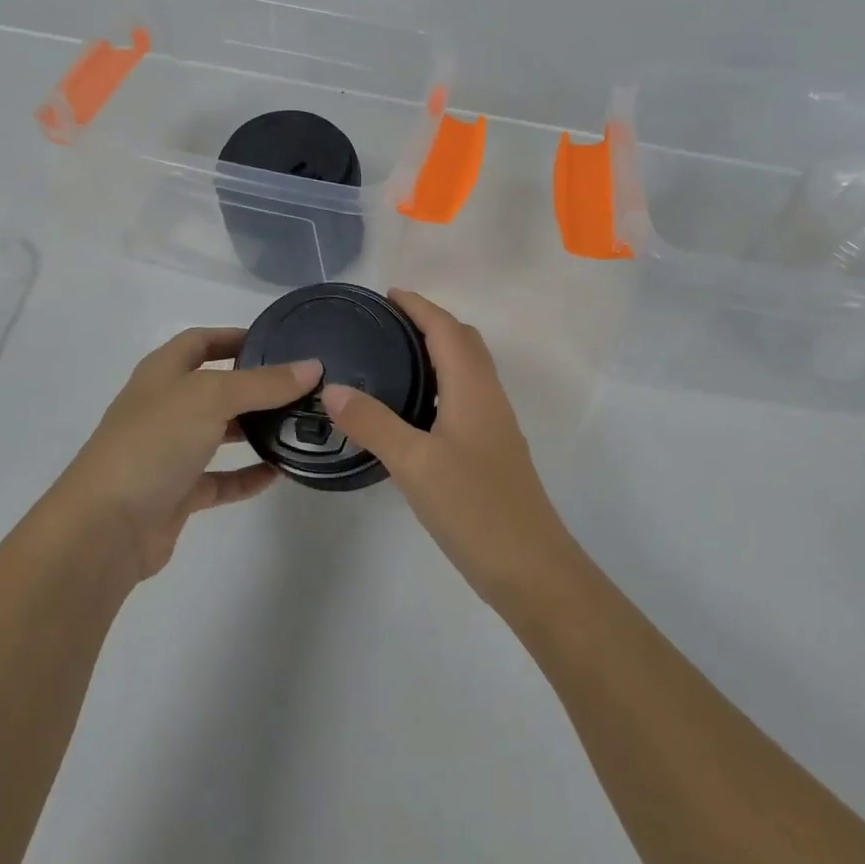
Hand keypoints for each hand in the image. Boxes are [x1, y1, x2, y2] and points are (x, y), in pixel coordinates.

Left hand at [50, 328, 320, 581]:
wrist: (105, 528)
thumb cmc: (154, 443)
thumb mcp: (211, 397)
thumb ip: (263, 383)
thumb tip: (312, 367)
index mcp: (163, 372)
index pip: (201, 340)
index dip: (235, 336)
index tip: (278, 341)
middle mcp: (165, 406)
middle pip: (215, 386)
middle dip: (254, 385)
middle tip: (300, 387)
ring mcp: (169, 451)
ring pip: (219, 433)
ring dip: (254, 429)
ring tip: (298, 424)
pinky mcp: (177, 493)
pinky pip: (220, 479)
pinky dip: (247, 475)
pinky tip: (279, 472)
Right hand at [320, 291, 577, 606]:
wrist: (531, 569)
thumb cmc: (475, 508)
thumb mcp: (415, 464)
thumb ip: (374, 423)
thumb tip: (332, 389)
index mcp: (473, 388)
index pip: (446, 329)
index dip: (419, 306)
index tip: (386, 295)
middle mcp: (488, 397)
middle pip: (463, 341)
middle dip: (429, 322)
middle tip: (386, 324)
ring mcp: (494, 425)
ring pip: (467, 369)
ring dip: (437, 351)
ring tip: (394, 358)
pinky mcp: (492, 450)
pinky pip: (465, 395)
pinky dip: (441, 382)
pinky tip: (414, 410)